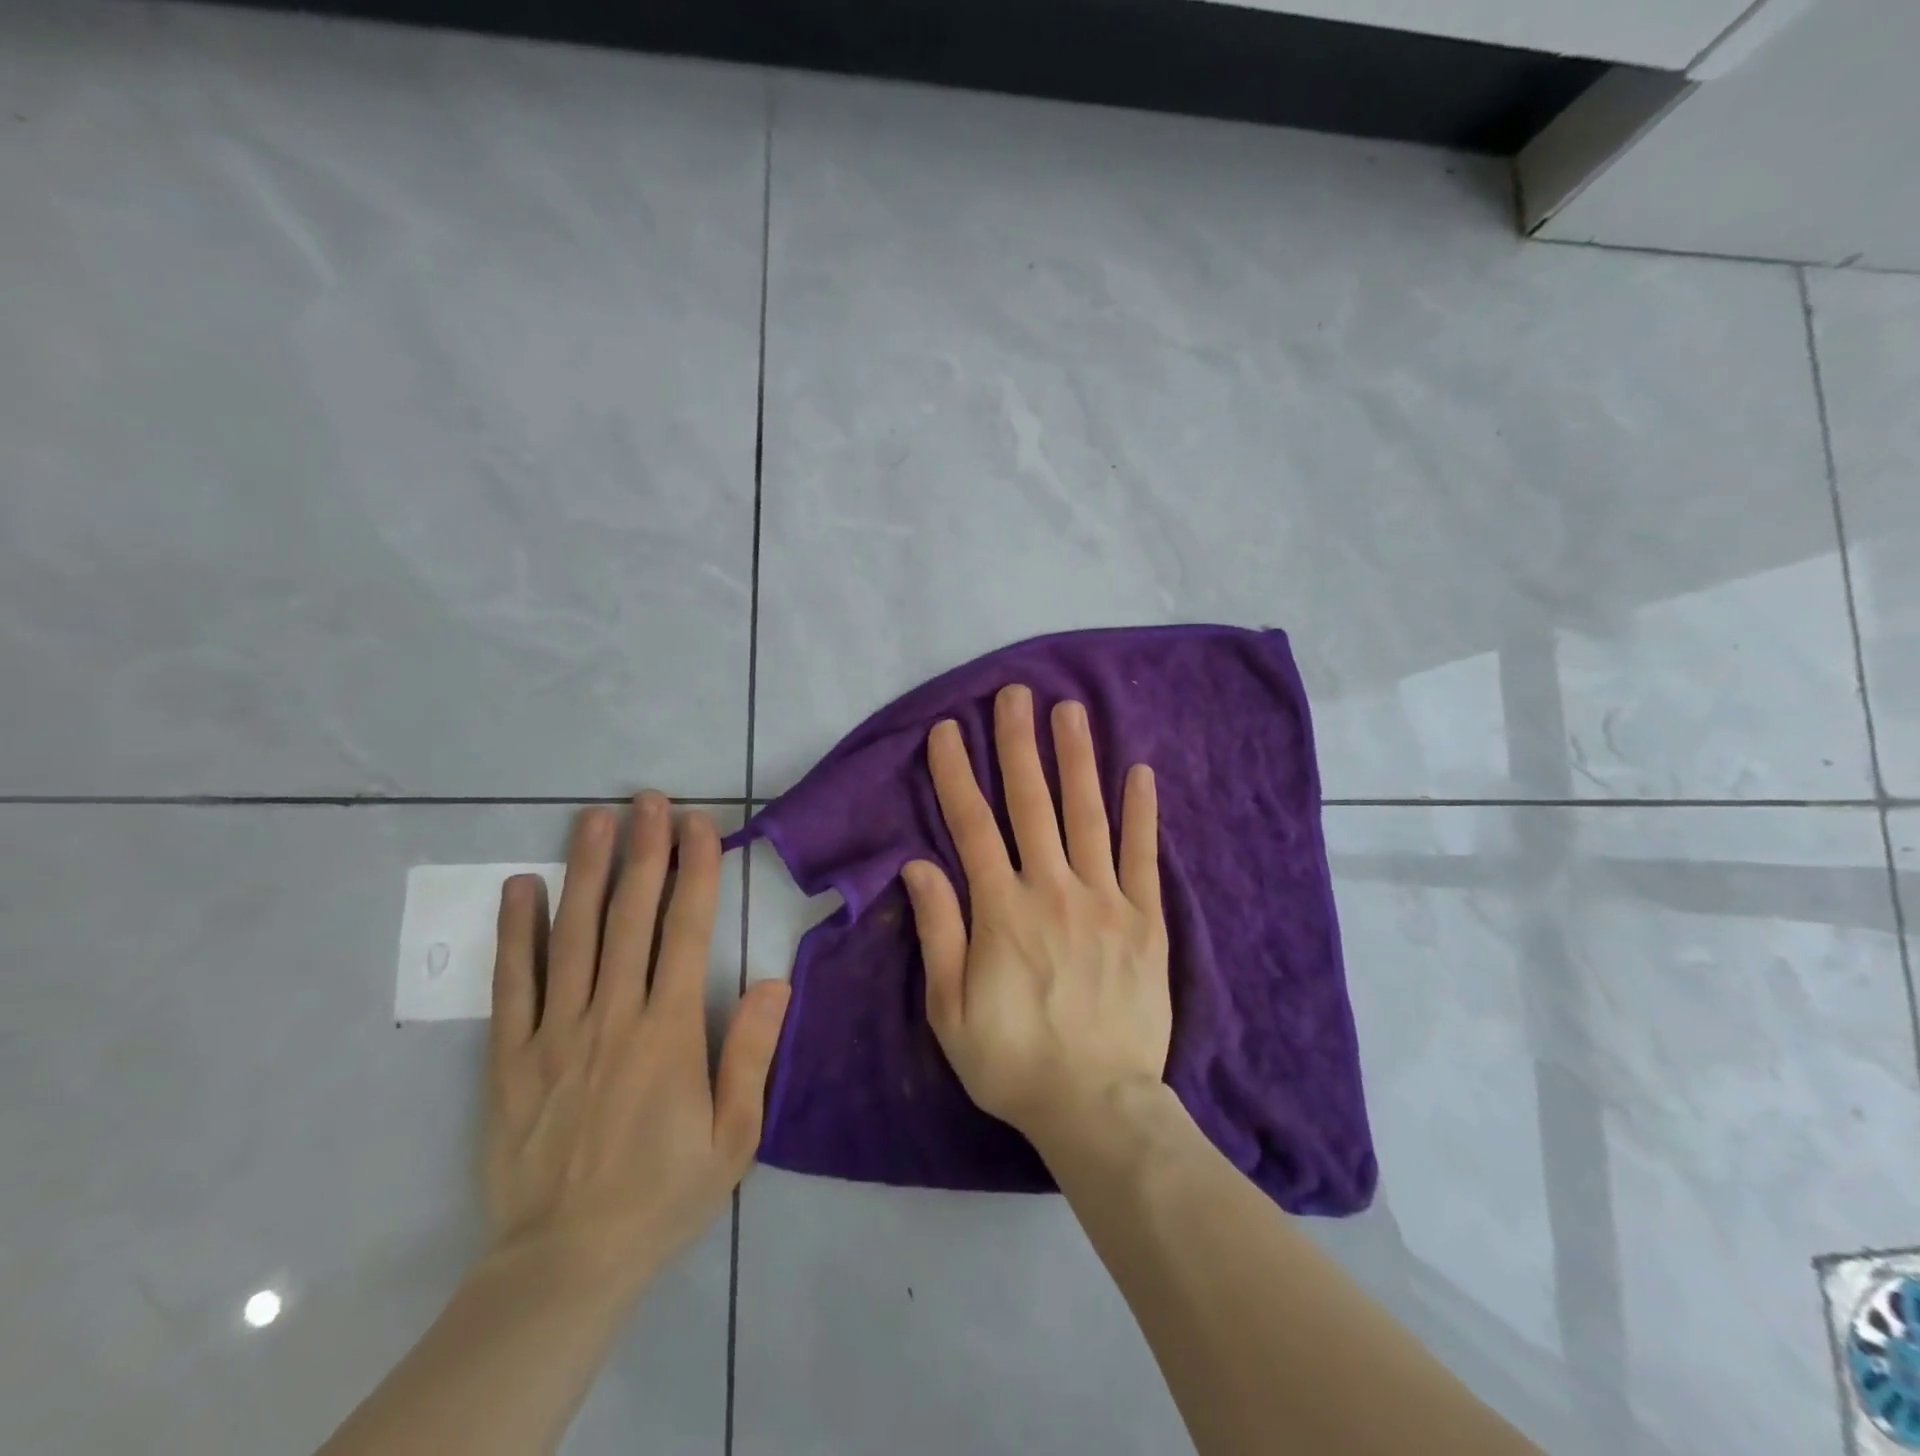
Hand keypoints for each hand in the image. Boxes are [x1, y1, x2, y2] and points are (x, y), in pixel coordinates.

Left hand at [483, 795, 790, 1297]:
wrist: (565, 1263)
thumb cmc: (664, 1193)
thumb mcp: (733, 1136)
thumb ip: (751, 1053)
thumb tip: (774, 979)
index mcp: (669, 1032)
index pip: (685, 931)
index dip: (694, 871)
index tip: (698, 825)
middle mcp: (612, 1016)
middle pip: (629, 917)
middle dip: (643, 851)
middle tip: (649, 799)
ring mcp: (556, 1033)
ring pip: (572, 936)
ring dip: (584, 871)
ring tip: (594, 819)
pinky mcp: (511, 1057)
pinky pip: (513, 984)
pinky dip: (514, 933)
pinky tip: (519, 888)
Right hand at [901, 684, 1169, 1148]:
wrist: (1098, 1106)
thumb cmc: (1013, 1060)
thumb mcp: (950, 1009)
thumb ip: (938, 930)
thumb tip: (919, 864)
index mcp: (1001, 910)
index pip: (971, 825)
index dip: (956, 773)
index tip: (947, 730)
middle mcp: (1053, 889)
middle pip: (1031, 803)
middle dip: (1018, 744)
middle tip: (1016, 694)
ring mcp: (1105, 900)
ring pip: (1087, 814)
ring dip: (1076, 758)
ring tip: (1072, 710)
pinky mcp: (1146, 920)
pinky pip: (1142, 856)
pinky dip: (1141, 812)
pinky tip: (1140, 772)